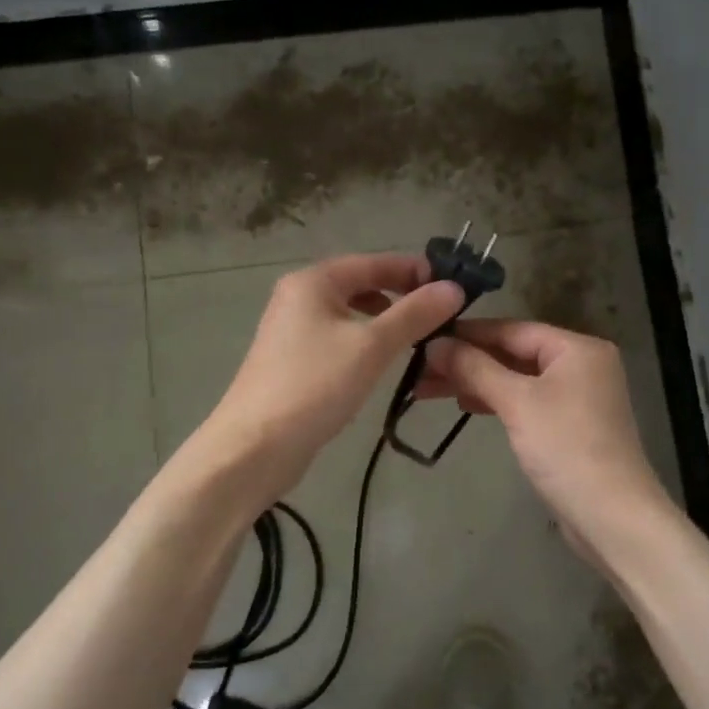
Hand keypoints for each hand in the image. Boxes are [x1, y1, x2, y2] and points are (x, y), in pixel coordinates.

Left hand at [203, 253, 463, 493]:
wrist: (254, 447)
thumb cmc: (315, 386)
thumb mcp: (372, 346)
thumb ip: (415, 314)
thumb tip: (454, 288)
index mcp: (313, 281)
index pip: (373, 262)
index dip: (414, 270)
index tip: (452, 286)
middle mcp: (298, 296)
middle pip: (360, 283)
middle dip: (400, 294)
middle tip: (440, 314)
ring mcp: (292, 329)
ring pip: (349, 312)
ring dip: (384, 319)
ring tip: (417, 337)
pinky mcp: (292, 360)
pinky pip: (338, 337)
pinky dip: (364, 340)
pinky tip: (381, 362)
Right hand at [420, 320, 670, 547]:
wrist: (612, 516)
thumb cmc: (566, 448)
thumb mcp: (517, 402)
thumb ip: (475, 368)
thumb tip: (434, 344)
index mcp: (577, 348)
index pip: (512, 329)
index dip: (467, 333)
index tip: (425, 337)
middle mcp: (582, 365)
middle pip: (514, 353)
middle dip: (468, 361)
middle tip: (420, 370)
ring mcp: (578, 397)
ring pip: (518, 379)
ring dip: (477, 382)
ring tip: (430, 389)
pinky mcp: (571, 426)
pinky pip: (527, 401)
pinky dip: (498, 401)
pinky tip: (467, 405)